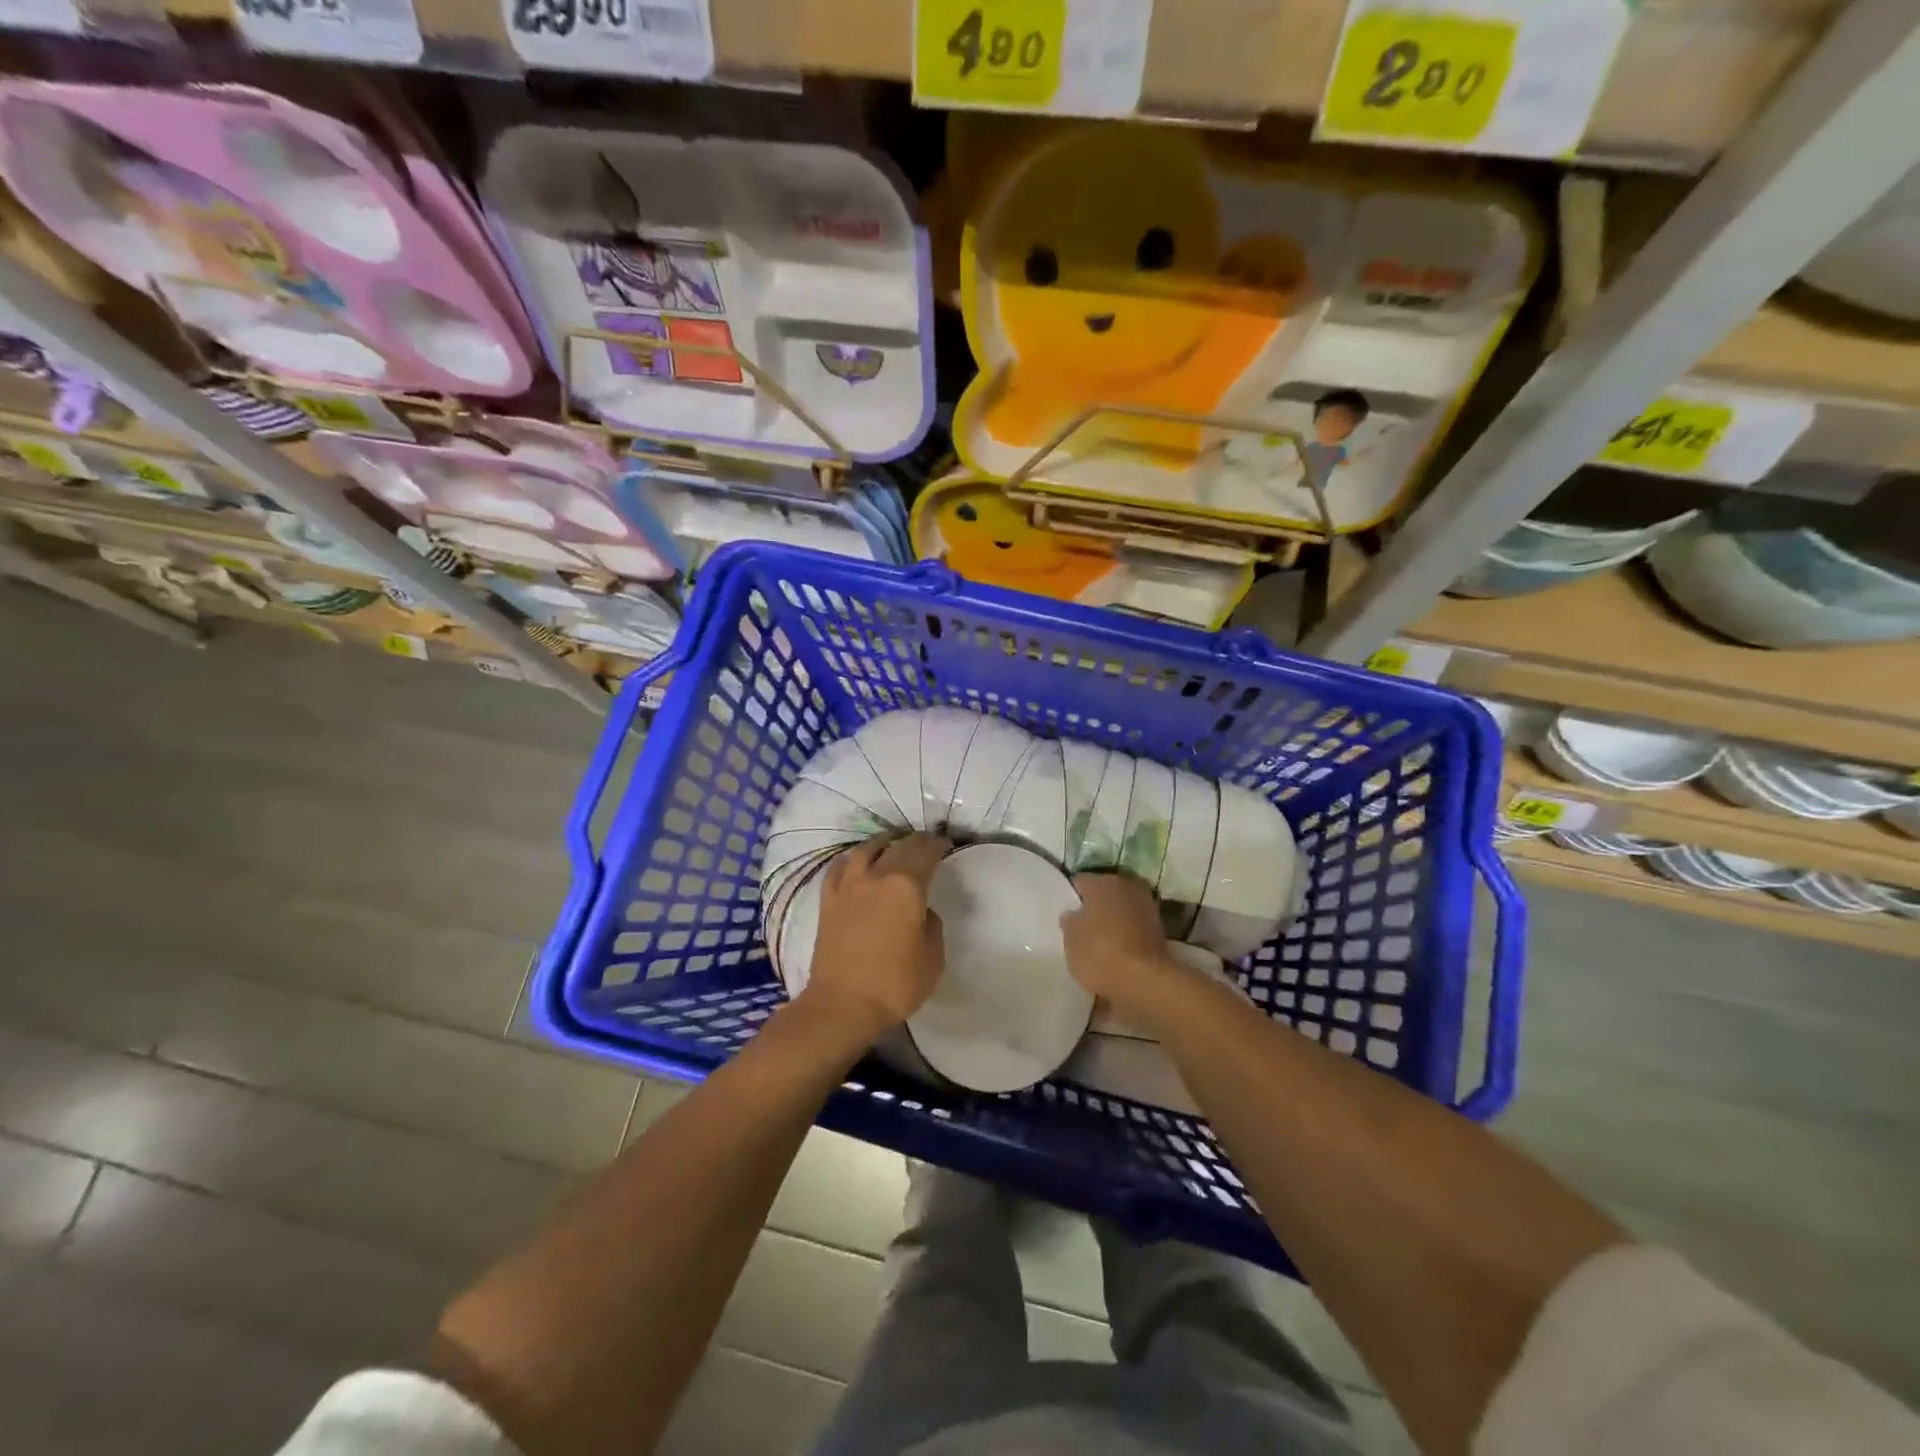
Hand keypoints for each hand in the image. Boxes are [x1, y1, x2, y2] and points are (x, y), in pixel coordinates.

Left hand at [802, 831, 948, 1040]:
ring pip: (865, 849)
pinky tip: (856, 864)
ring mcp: (848, 886)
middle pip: (897, 845)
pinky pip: (839, 867)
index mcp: (906, 886)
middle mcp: (876, 875)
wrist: (842, 1005)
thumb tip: (921, 911)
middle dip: (914, 841)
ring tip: (891, 846)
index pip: (924, 851)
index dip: (937, 844)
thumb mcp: (933, 958)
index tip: (945, 845)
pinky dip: (852, 859)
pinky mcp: (827, 900)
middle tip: (925, 844)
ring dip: (883, 843)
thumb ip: (931, 925)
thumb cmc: (894, 984)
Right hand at [1060, 873, 1187, 1016]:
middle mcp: (1128, 887)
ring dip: (1113, 924)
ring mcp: (1147, 909)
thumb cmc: (1099, 952)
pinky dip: (1126, 939)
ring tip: (1098, 946)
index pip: (1080, 883)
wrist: (1143, 981)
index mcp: (1103, 882)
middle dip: (1095, 910)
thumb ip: (1070, 921)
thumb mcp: (1070, 937)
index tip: (1066, 915)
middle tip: (1081, 930)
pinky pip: (1134, 931)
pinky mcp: (1159, 933)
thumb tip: (1074, 914)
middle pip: (1104, 896)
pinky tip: (1116, 956)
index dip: (1072, 898)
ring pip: (1121, 913)